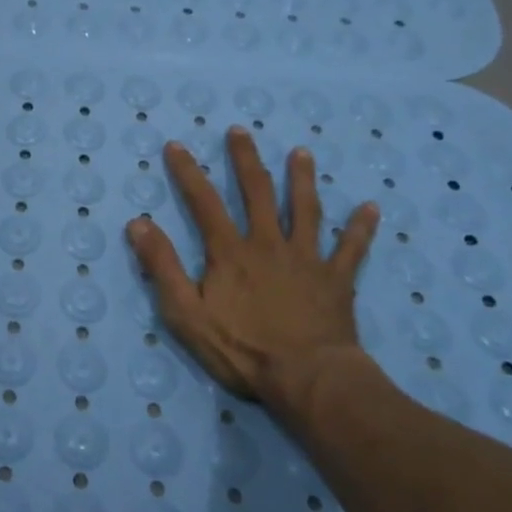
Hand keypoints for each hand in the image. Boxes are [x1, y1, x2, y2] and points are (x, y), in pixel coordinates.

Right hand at [125, 127, 380, 430]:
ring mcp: (307, 259)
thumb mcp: (186, 313)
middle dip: (245, 159)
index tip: (176, 145)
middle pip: (257, 192)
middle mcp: (268, 244)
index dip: (188, 172)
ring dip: (302, 179)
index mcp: (231, 252)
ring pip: (306, 210)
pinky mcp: (336, 281)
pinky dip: (361, 228)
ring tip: (301, 153)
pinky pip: (352, 249)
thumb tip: (138, 223)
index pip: (204, 202)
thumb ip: (162, 266)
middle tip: (241, 131)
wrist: (308, 380)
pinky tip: (372, 207)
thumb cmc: (242, 350)